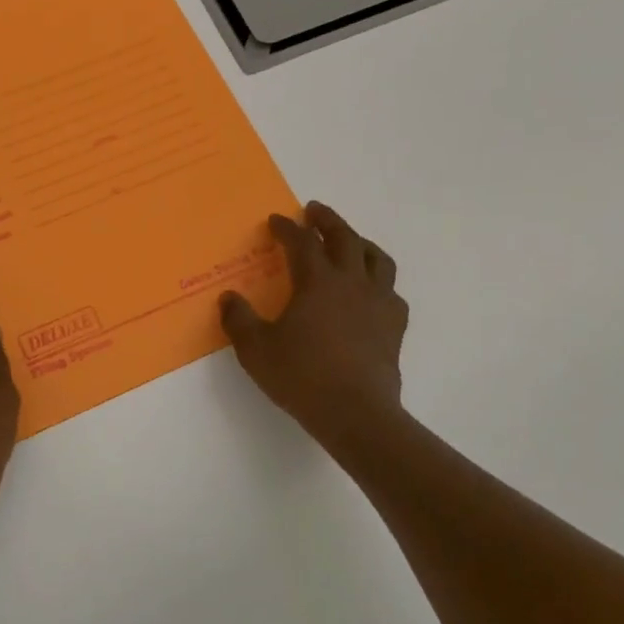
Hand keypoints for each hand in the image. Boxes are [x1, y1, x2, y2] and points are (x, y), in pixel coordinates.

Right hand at [219, 201, 410, 452]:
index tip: (276, 221)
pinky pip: (391, 291)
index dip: (287, 228)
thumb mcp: (255, 349)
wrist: (355, 412)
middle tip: (314, 211)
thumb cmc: (301, 376)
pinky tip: (371, 291)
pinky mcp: (394, 326)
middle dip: (327, 221)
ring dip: (360, 243)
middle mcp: (352, 282)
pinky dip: (379, 282)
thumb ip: (239, 319)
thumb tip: (229, 299)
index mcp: (317, 281)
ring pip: (376, 259)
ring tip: (351, 242)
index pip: (301, 242)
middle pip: (345, 238)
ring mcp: (379, 303)